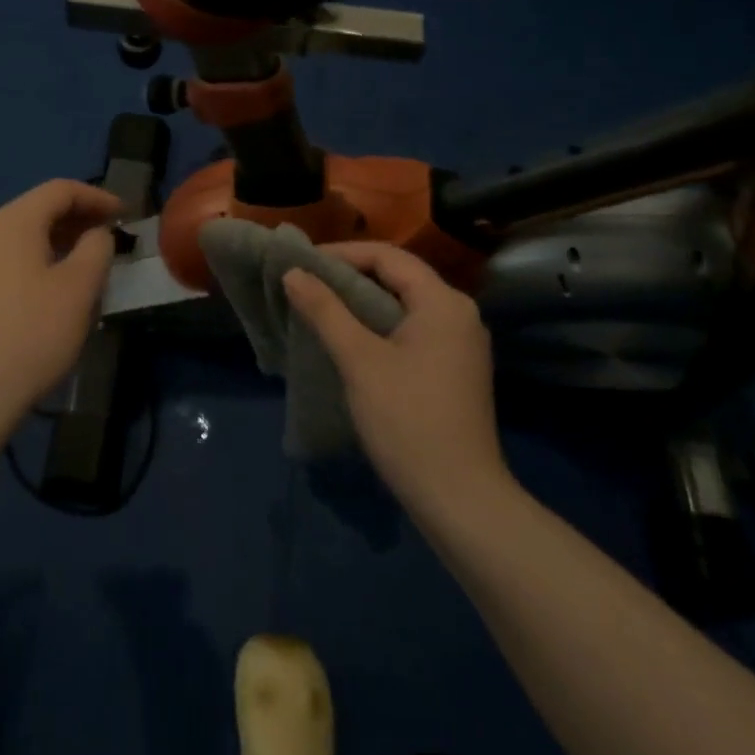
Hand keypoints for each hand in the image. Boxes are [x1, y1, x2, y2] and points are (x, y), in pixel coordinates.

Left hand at [0, 179, 123, 432]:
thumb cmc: (30, 335)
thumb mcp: (79, 289)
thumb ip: (96, 249)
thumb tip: (96, 234)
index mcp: (12, 223)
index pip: (59, 190)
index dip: (96, 197)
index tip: (124, 215)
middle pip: (35, 212)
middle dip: (76, 221)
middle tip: (107, 240)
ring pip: (18, 242)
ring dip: (55, 246)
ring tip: (82, 270)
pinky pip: (3, 267)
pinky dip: (32, 267)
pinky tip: (45, 300)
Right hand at [283, 243, 511, 508]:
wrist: (460, 501)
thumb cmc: (408, 420)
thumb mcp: (359, 360)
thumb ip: (325, 310)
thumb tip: (293, 272)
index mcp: (443, 302)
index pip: (387, 256)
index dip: (342, 253)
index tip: (303, 262)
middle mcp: (459, 313)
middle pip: (398, 276)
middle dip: (350, 275)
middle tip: (307, 281)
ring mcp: (461, 344)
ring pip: (404, 304)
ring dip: (362, 301)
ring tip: (321, 306)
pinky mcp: (455, 369)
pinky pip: (412, 328)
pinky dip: (379, 324)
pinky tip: (351, 338)